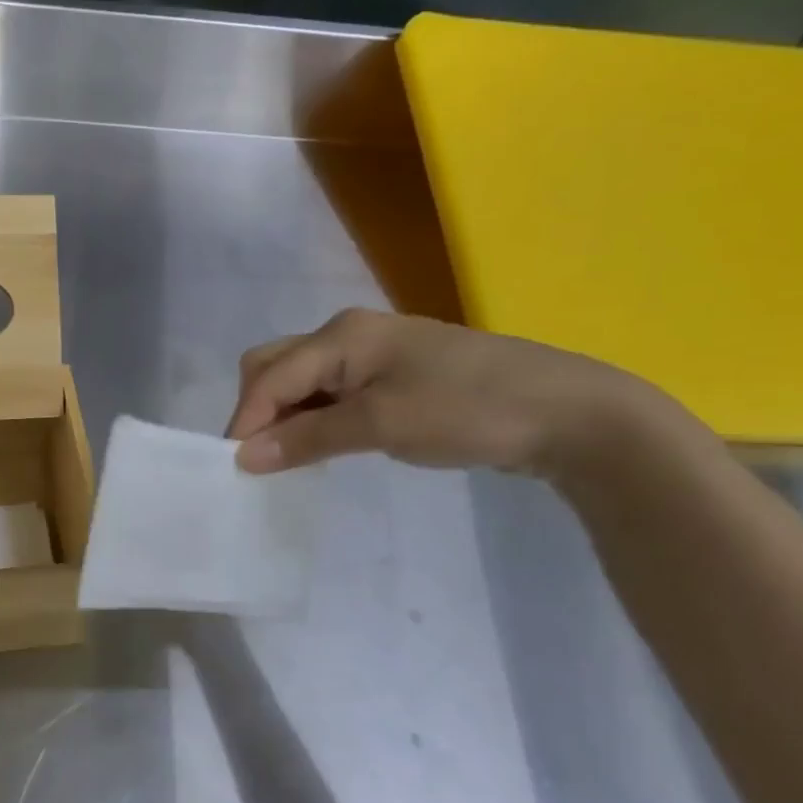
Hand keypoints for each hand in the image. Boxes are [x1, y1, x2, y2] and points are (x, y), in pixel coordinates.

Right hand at [225, 308, 658, 476]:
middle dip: (259, 409)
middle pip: (277, 366)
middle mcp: (349, 335)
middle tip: (262, 458)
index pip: (270, 375)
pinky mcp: (394, 377)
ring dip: (286, 416)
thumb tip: (244, 455)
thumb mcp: (381, 425)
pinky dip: (316, 418)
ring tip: (288, 458)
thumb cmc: (468, 410)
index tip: (233, 468)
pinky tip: (323, 444)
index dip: (246, 419)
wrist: (568, 412)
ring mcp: (374, 354)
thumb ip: (309, 437)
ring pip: (303, 380)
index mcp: (341, 335)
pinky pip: (332, 392)